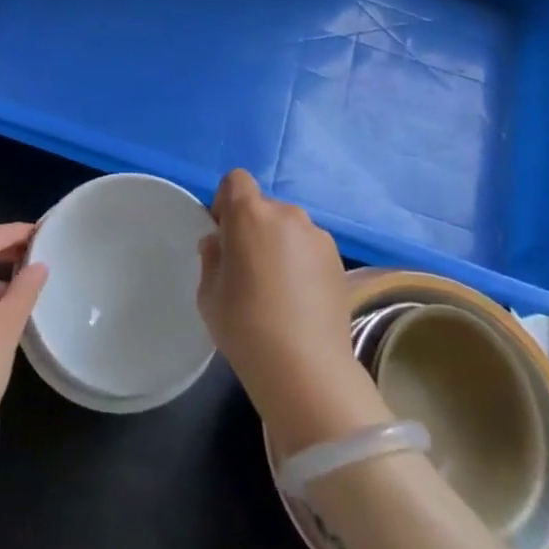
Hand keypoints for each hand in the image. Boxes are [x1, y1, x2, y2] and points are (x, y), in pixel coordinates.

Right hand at [198, 171, 387, 452]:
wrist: (305, 368)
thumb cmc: (244, 326)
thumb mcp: (208, 293)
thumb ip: (212, 257)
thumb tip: (220, 243)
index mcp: (250, 214)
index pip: (235, 180)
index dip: (226, 202)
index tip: (223, 236)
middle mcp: (287, 214)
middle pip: (263, 206)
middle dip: (253, 227)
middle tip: (248, 268)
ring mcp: (318, 236)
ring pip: (289, 228)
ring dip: (279, 244)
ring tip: (277, 288)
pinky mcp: (339, 260)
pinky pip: (309, 249)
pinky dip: (301, 262)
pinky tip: (299, 299)